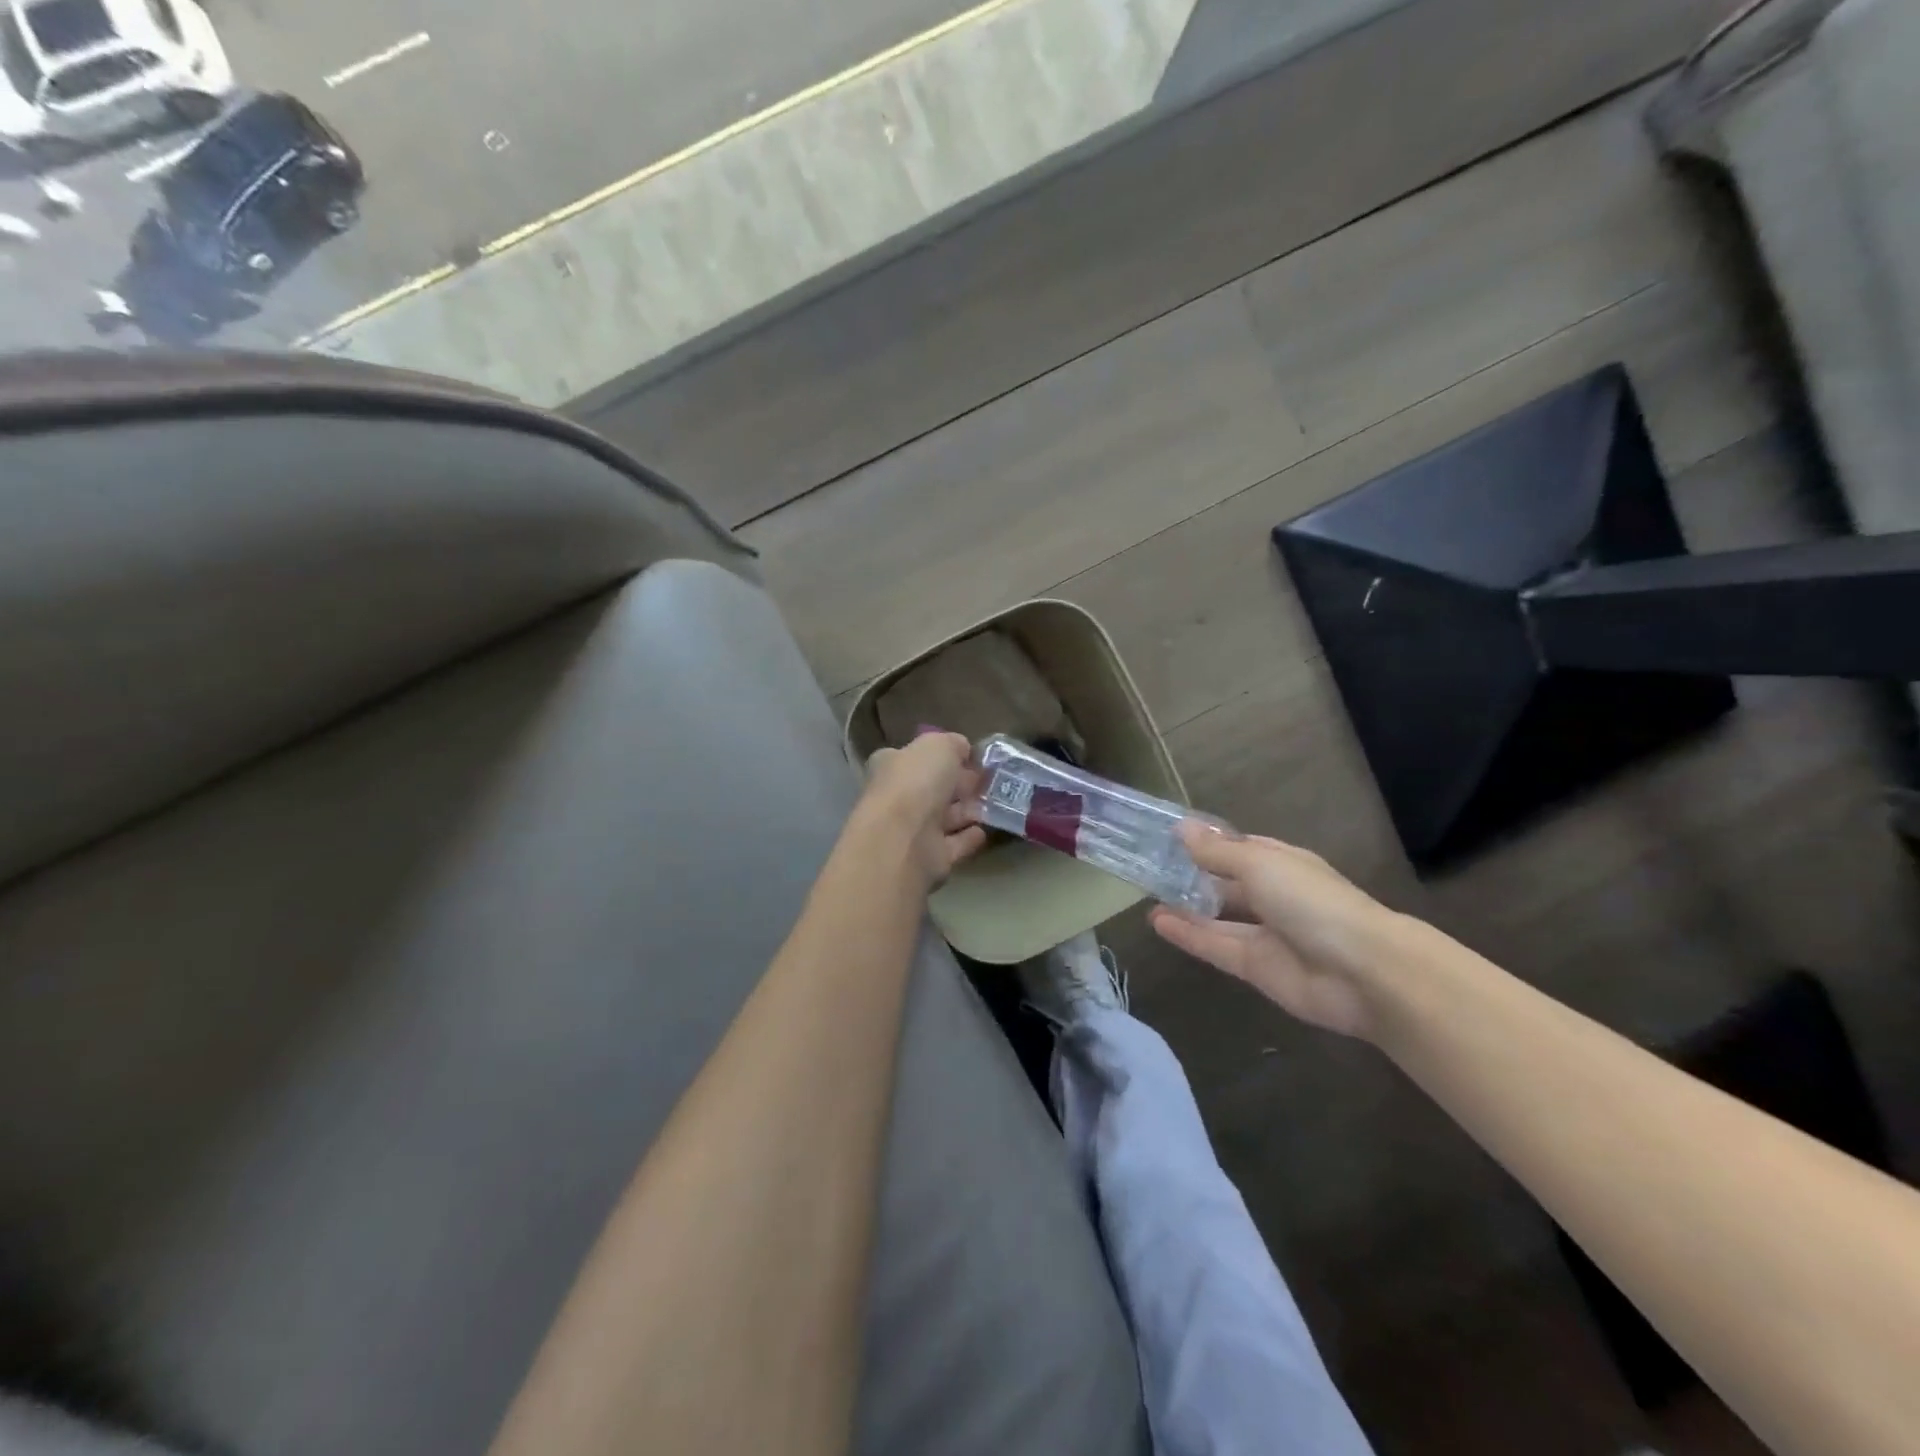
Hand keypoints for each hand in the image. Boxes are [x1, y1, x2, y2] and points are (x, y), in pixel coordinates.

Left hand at [858, 732, 987, 884]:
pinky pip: (953, 845)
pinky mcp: (929, 859)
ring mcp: (912, 831)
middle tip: (988, 781)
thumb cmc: (916, 782)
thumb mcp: (939, 745)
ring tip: (993, 804)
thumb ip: (952, 743)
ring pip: (944, 818)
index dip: (943, 756)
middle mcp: (898, 798)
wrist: (903, 839)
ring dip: (966, 811)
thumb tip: (962, 748)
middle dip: (958, 784)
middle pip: (932, 789)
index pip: (917, 758)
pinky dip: (967, 838)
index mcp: (892, 767)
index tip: (970, 758)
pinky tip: (984, 831)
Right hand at [1150, 825, 1403, 1039]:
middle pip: (1227, 883)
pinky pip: (1216, 946)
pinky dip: (1188, 935)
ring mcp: (1266, 934)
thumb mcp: (1259, 864)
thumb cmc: (1312, 901)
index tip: (1168, 837)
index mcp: (1282, 863)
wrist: (1363, 972)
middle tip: (1150, 867)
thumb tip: (1181, 828)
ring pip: (1219, 916)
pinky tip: (1157, 922)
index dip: (1207, 842)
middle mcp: (1273, 895)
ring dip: (1187, 907)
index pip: (1239, 847)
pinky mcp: (1256, 967)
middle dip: (1194, 875)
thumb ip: (1217, 851)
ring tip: (1147, 895)